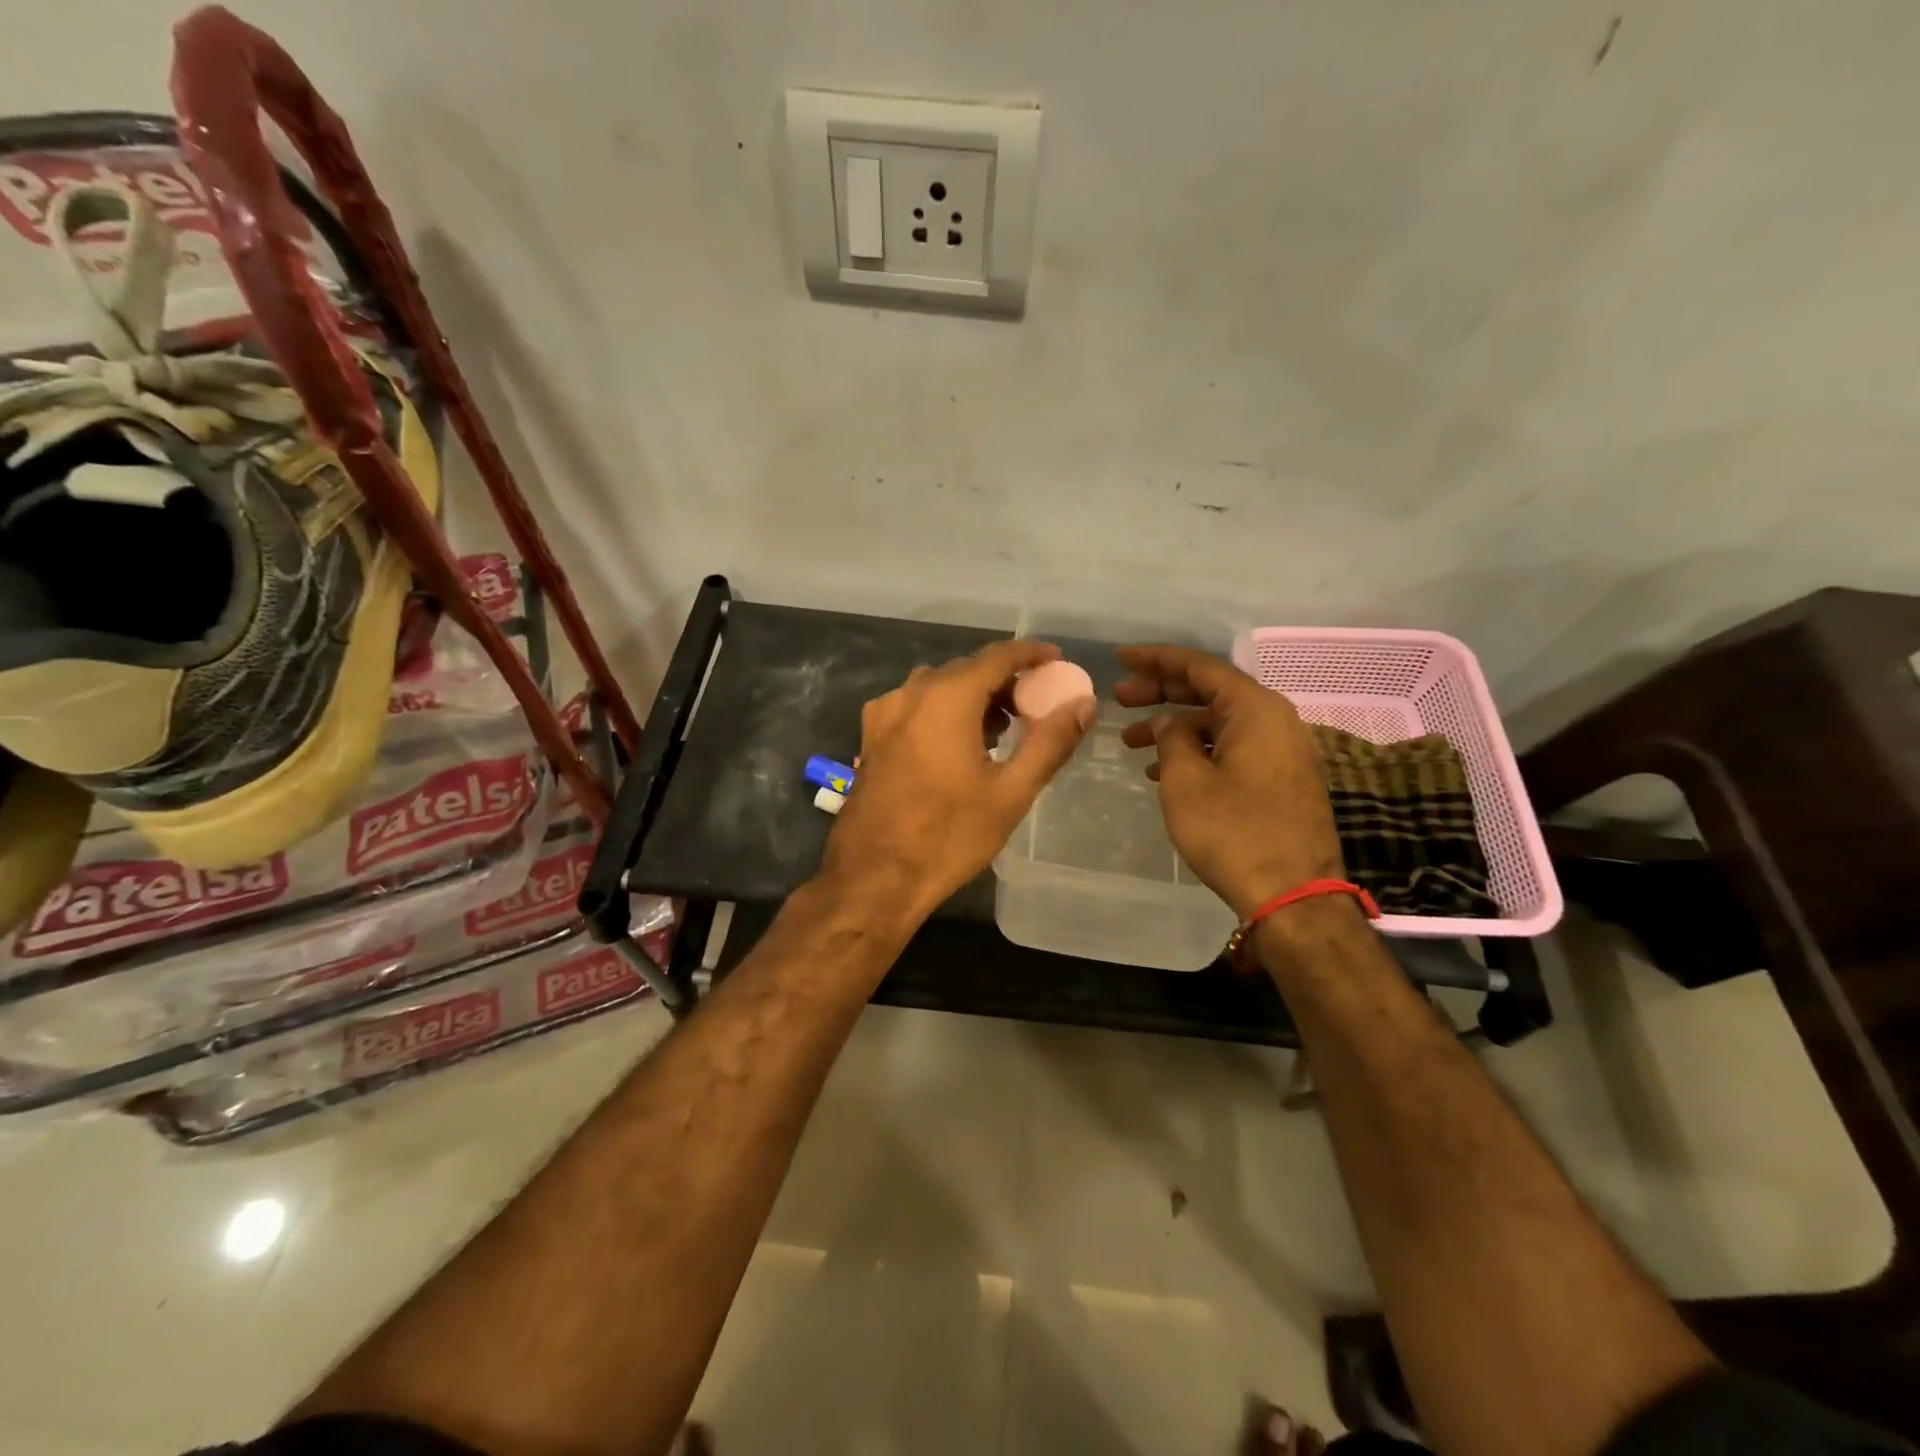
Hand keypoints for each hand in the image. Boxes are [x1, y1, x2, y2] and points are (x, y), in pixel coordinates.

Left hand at [821, 640, 1095, 926]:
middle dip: (1003, 682)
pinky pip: (914, 707)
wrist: (873, 878)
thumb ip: (1050, 742)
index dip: (1030, 654)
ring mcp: (884, 715)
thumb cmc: (948, 836)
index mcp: (946, 698)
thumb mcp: (1011, 793)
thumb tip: (1085, 704)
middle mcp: (911, 694)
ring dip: (971, 697)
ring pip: (937, 688)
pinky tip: (957, 747)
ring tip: (1000, 731)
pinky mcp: (870, 738)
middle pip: (966, 671)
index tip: (1056, 661)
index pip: (997, 657)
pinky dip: (942, 711)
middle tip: (1033, 708)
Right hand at [1117, 645, 1344, 919]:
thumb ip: (1171, 738)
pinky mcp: (1281, 778)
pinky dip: (1198, 750)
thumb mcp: (1186, 781)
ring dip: (1176, 726)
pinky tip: (1164, 769)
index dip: (1156, 660)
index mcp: (1254, 709)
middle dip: (1161, 692)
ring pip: (1219, 722)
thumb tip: (1168, 721)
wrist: (1294, 894)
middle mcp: (1274, 719)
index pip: (1199, 667)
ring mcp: (1282, 750)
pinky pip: (1233, 747)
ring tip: (1132, 742)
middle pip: (1210, 691)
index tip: (1121, 659)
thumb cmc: (1233, 832)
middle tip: (1120, 700)